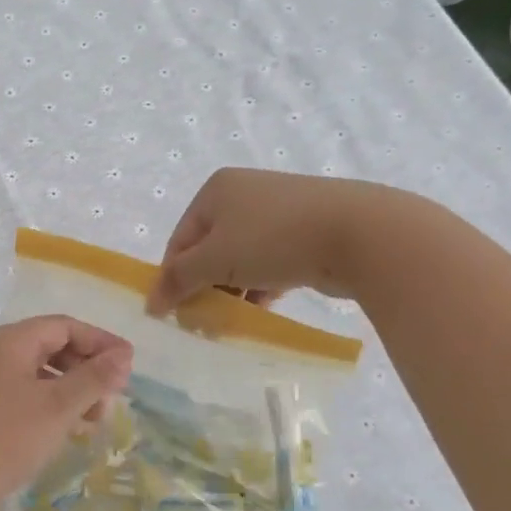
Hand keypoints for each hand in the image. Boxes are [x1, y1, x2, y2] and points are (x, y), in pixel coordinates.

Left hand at [0, 316, 131, 510]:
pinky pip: (17, 392)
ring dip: (67, 390)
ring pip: (33, 373)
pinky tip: (57, 431)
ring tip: (90, 422)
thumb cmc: (2, 437)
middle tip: (112, 399)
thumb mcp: (57, 407)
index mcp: (10, 340)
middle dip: (85, 369)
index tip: (130, 367)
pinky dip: (44, 404)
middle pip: (48, 346)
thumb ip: (93, 378)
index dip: (100, 342)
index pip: (64, 326)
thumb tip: (123, 355)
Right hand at [146, 169, 427, 312]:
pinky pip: (269, 263)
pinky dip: (260, 286)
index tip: (175, 313)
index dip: (173, 277)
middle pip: (209, 249)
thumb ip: (178, 280)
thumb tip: (151, 303)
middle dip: (204, 286)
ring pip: (241, 258)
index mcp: (215, 190)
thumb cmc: (272, 239)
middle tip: (203, 320)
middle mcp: (244, 194)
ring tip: (230, 321)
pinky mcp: (306, 232)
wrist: (360, 233)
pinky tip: (260, 310)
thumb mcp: (214, 260)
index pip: (180, 239)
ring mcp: (278, 212)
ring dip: (232, 291)